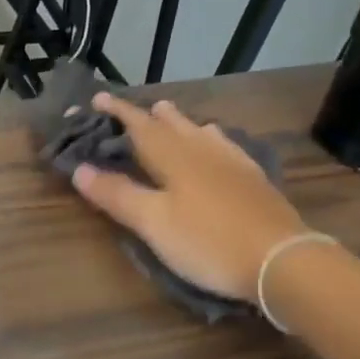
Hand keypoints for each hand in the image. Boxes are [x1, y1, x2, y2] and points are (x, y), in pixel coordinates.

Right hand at [70, 93, 306, 301]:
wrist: (280, 260)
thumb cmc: (208, 241)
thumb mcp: (153, 223)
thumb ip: (117, 195)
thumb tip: (79, 168)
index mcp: (174, 157)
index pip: (139, 126)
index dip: (116, 112)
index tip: (96, 98)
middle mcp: (203, 150)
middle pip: (172, 124)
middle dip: (148, 115)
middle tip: (134, 108)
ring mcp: (233, 162)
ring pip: (200, 131)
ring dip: (180, 122)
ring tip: (169, 116)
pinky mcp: (253, 179)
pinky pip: (225, 145)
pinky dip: (210, 138)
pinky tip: (217, 143)